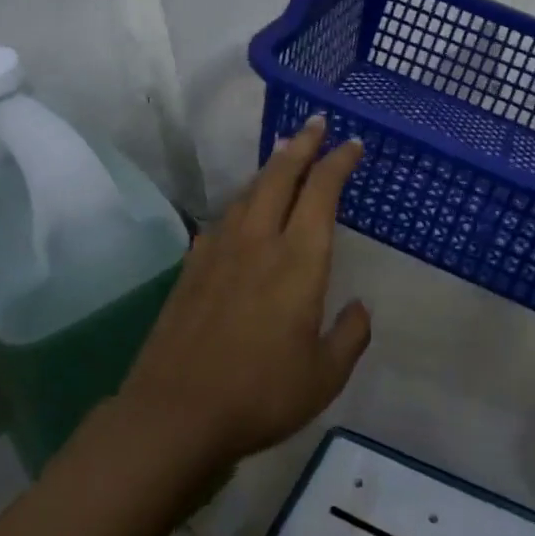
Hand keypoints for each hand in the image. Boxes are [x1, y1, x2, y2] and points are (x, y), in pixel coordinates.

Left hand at [119, 115, 370, 469]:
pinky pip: (224, 217)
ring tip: (284, 153)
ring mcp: (220, 249)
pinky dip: (243, 200)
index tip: (351, 143)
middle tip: (316, 123)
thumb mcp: (325, 376)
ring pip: (250, 191)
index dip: (338, 162)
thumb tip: (359, 307)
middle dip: (302, 144)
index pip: (322, 192)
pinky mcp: (192, 265)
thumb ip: (349, 335)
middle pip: (281, 175)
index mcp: (298, 259)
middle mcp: (260, 240)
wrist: (175, 412)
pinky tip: (242, 208)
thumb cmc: (260, 393)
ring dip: (271, 166)